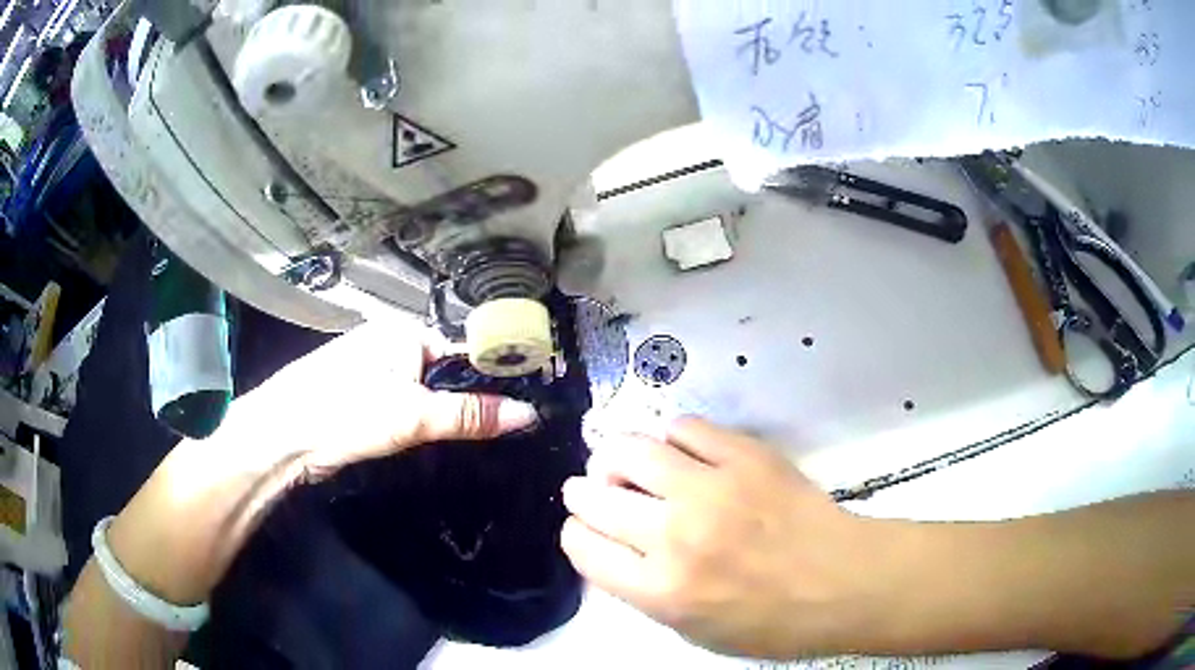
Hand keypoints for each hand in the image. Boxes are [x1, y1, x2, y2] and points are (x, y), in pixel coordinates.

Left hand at [209, 317, 539, 479]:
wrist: (280, 436)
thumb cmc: (344, 413)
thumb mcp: (412, 417)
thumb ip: (469, 415)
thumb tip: (530, 414)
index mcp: (404, 333)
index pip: (463, 352)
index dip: (491, 379)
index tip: (522, 408)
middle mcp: (390, 344)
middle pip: (445, 373)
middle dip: (467, 402)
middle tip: (501, 434)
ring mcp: (373, 371)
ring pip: (424, 392)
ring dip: (443, 415)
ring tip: (474, 441)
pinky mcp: (361, 397)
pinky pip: (404, 406)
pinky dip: (420, 423)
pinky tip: (430, 442)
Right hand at [560, 417, 892, 658]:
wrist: (842, 581)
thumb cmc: (771, 622)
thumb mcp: (694, 631)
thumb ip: (645, 592)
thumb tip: (614, 549)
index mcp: (661, 590)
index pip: (582, 546)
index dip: (578, 535)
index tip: (588, 530)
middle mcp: (676, 536)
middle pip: (594, 496)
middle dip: (584, 493)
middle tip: (596, 491)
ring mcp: (711, 488)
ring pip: (630, 450)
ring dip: (617, 458)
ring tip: (629, 465)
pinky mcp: (745, 455)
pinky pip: (684, 427)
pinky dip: (672, 438)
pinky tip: (682, 453)